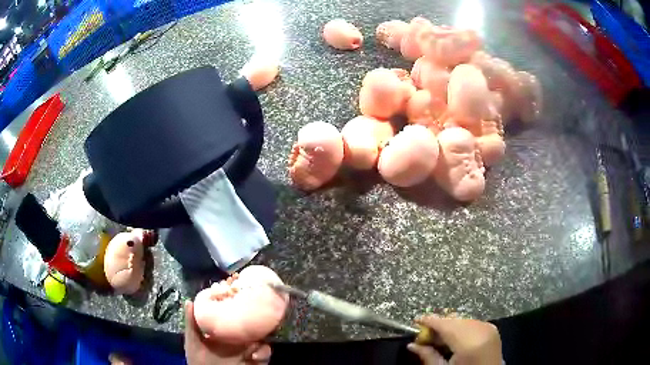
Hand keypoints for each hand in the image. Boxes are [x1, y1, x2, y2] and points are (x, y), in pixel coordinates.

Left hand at [184, 301, 271, 364]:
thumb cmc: (199, 360)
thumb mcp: (193, 341)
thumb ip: (191, 324)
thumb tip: (189, 301)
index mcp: (224, 331)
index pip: (233, 315)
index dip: (238, 306)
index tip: (240, 295)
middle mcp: (238, 338)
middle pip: (252, 324)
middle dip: (258, 319)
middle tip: (260, 314)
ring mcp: (248, 349)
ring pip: (262, 337)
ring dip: (262, 336)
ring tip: (255, 340)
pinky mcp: (256, 360)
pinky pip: (265, 353)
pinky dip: (263, 353)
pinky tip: (254, 356)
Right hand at [407, 314, 501, 364]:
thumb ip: (429, 357)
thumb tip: (412, 345)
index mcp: (469, 342)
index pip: (445, 324)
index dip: (429, 320)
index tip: (416, 320)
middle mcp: (481, 329)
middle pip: (454, 320)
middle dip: (438, 325)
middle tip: (424, 335)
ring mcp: (489, 327)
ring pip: (463, 319)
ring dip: (449, 326)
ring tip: (438, 338)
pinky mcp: (492, 328)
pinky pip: (472, 322)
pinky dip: (460, 327)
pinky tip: (453, 337)